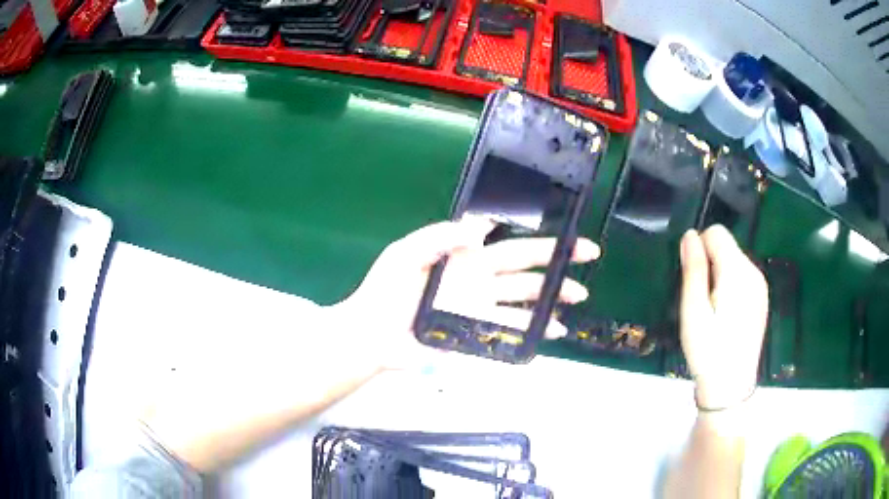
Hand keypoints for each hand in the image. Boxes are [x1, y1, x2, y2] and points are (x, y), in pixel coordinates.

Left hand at [327, 217, 599, 368]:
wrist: (372, 334)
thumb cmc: (384, 290)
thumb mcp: (406, 253)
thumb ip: (440, 237)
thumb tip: (481, 226)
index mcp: (465, 257)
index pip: (506, 241)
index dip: (532, 235)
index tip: (561, 231)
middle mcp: (479, 281)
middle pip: (526, 269)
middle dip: (557, 262)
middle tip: (587, 255)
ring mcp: (480, 309)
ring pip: (525, 302)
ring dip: (553, 299)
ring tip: (577, 297)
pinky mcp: (477, 334)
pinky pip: (511, 330)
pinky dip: (535, 330)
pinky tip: (555, 330)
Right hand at [679, 225, 768, 410]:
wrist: (731, 387)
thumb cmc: (708, 351)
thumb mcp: (693, 311)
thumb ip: (693, 269)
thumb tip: (689, 235)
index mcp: (737, 271)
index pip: (716, 233)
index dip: (699, 249)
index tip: (692, 281)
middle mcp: (753, 271)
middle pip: (726, 245)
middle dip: (710, 263)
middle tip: (701, 301)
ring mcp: (760, 285)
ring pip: (734, 261)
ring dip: (719, 275)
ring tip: (712, 311)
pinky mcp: (762, 298)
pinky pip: (742, 276)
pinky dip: (730, 285)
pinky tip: (725, 315)